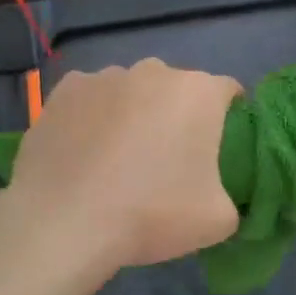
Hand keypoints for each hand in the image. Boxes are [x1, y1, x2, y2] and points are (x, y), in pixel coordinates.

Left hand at [8, 59, 241, 272]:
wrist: (64, 223)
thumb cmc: (151, 214)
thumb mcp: (217, 221)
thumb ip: (231, 200)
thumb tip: (217, 197)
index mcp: (198, 93)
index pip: (228, 92)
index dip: (228, 118)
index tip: (218, 150)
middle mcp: (154, 71)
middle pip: (176, 89)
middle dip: (176, 115)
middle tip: (167, 160)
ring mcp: (104, 77)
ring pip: (131, 92)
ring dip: (133, 114)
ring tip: (118, 159)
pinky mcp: (64, 91)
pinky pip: (90, 100)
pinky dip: (92, 118)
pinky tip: (84, 152)